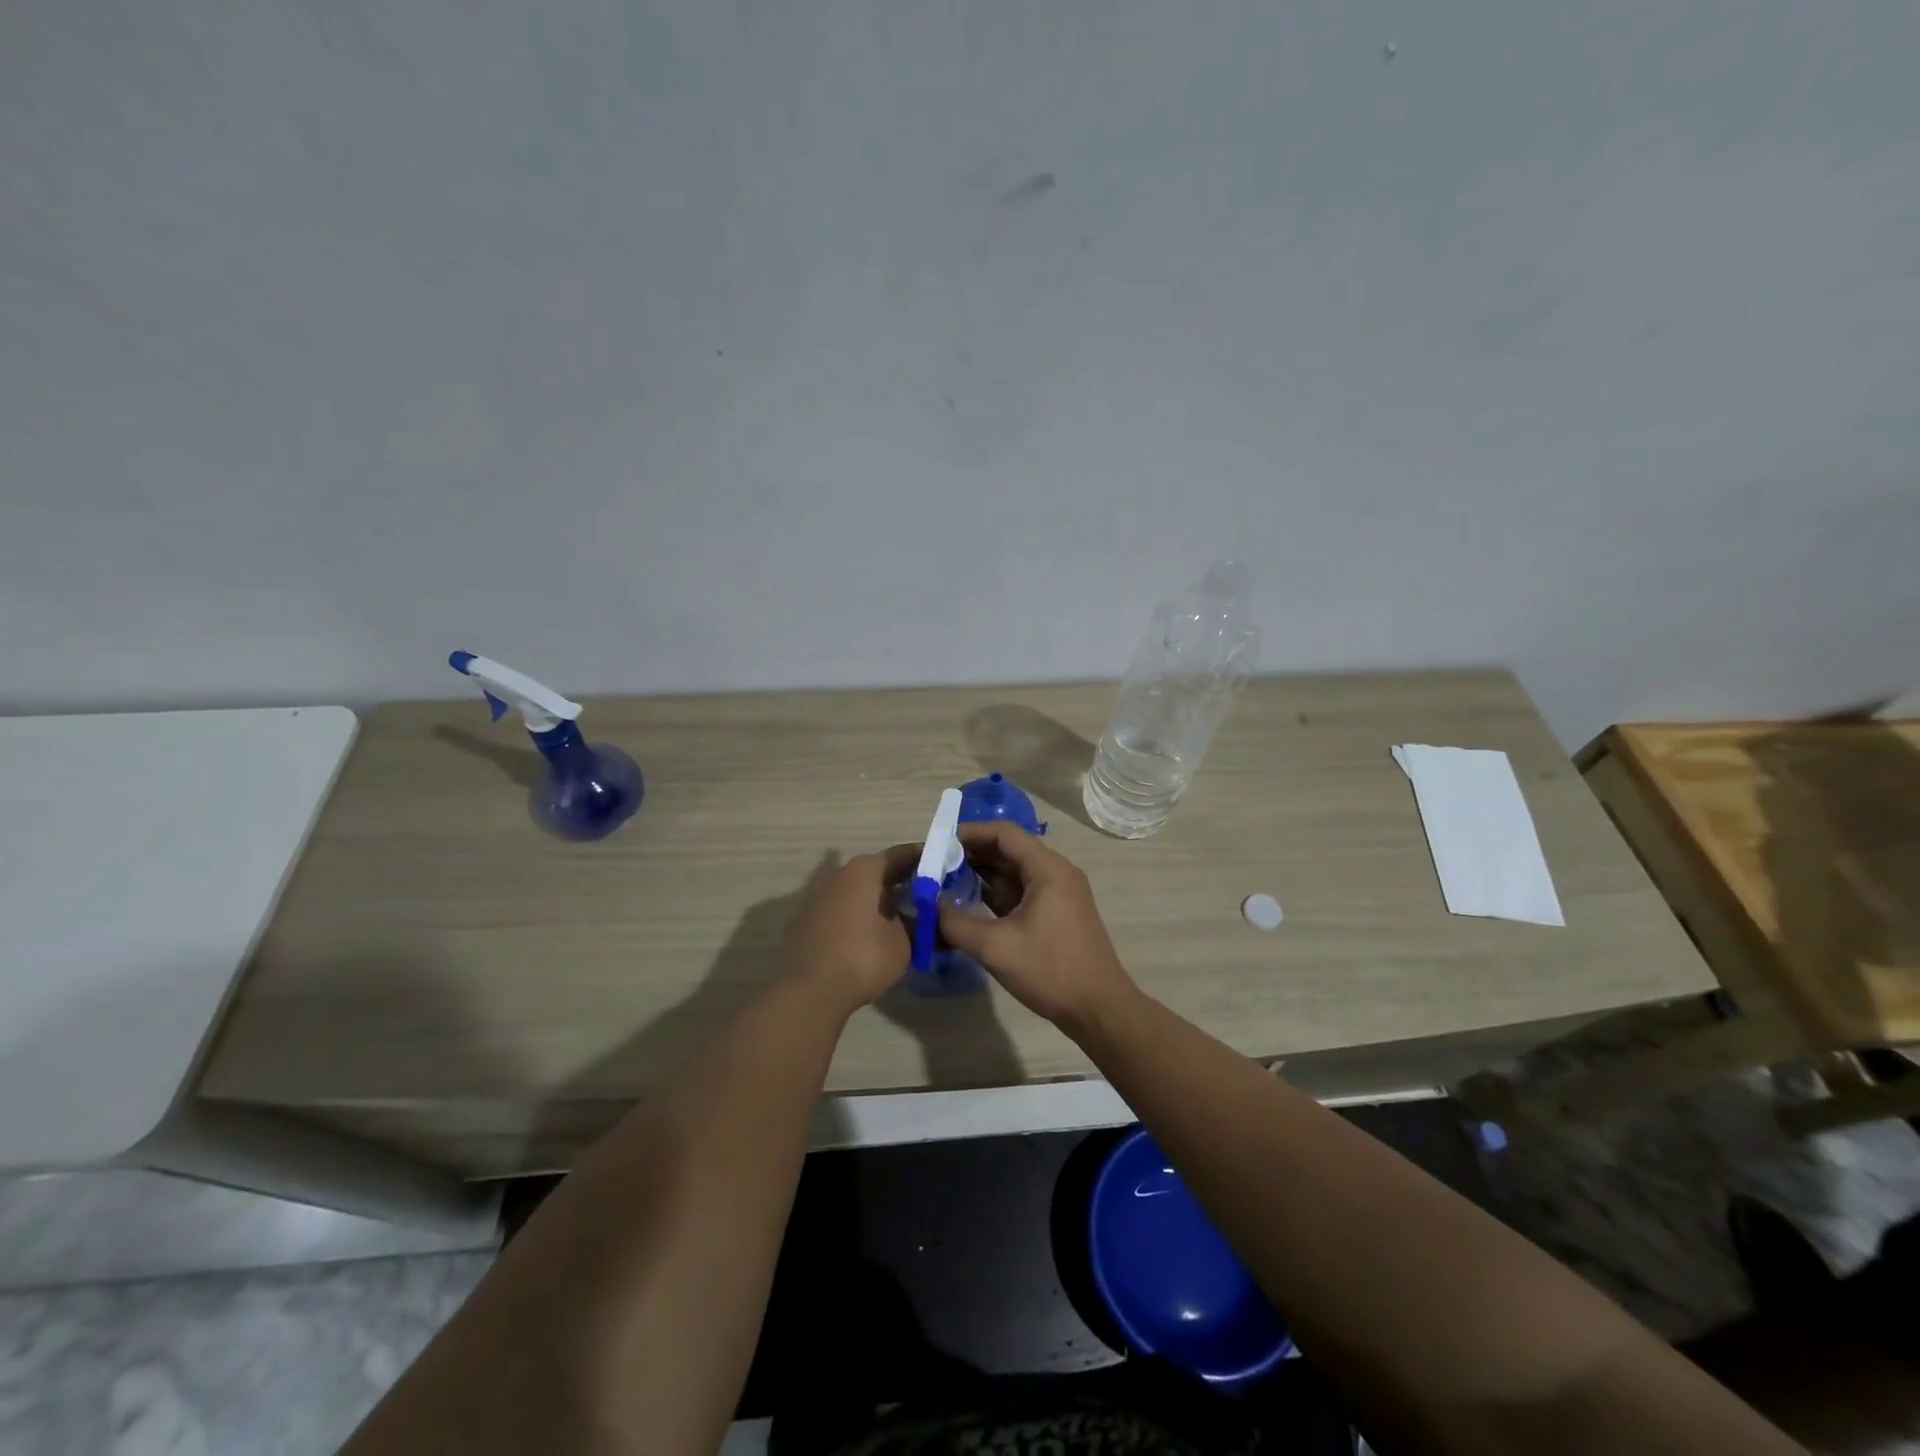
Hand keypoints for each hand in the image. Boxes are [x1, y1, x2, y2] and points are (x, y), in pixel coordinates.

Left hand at [782, 845, 919, 1015]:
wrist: (808, 993)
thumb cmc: (862, 958)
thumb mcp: (904, 944)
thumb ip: (921, 925)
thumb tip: (931, 920)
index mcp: (864, 870)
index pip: (902, 855)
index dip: (925, 860)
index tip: (945, 869)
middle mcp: (838, 875)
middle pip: (878, 872)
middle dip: (903, 883)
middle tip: (929, 898)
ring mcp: (818, 898)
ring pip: (858, 892)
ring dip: (879, 902)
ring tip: (904, 920)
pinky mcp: (807, 922)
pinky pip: (842, 910)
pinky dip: (860, 917)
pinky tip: (873, 937)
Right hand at [937, 823, 1136, 1027]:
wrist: (1099, 1009)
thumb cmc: (1050, 970)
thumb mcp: (996, 948)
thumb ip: (956, 923)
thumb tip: (929, 904)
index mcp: (1048, 869)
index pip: (1004, 833)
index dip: (970, 834)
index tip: (938, 844)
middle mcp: (1055, 872)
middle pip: (1008, 849)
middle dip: (971, 855)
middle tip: (935, 865)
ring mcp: (1057, 893)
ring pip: (1014, 872)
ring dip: (981, 874)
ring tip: (944, 882)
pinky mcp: (1055, 913)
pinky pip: (1021, 891)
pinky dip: (995, 893)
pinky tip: (968, 903)